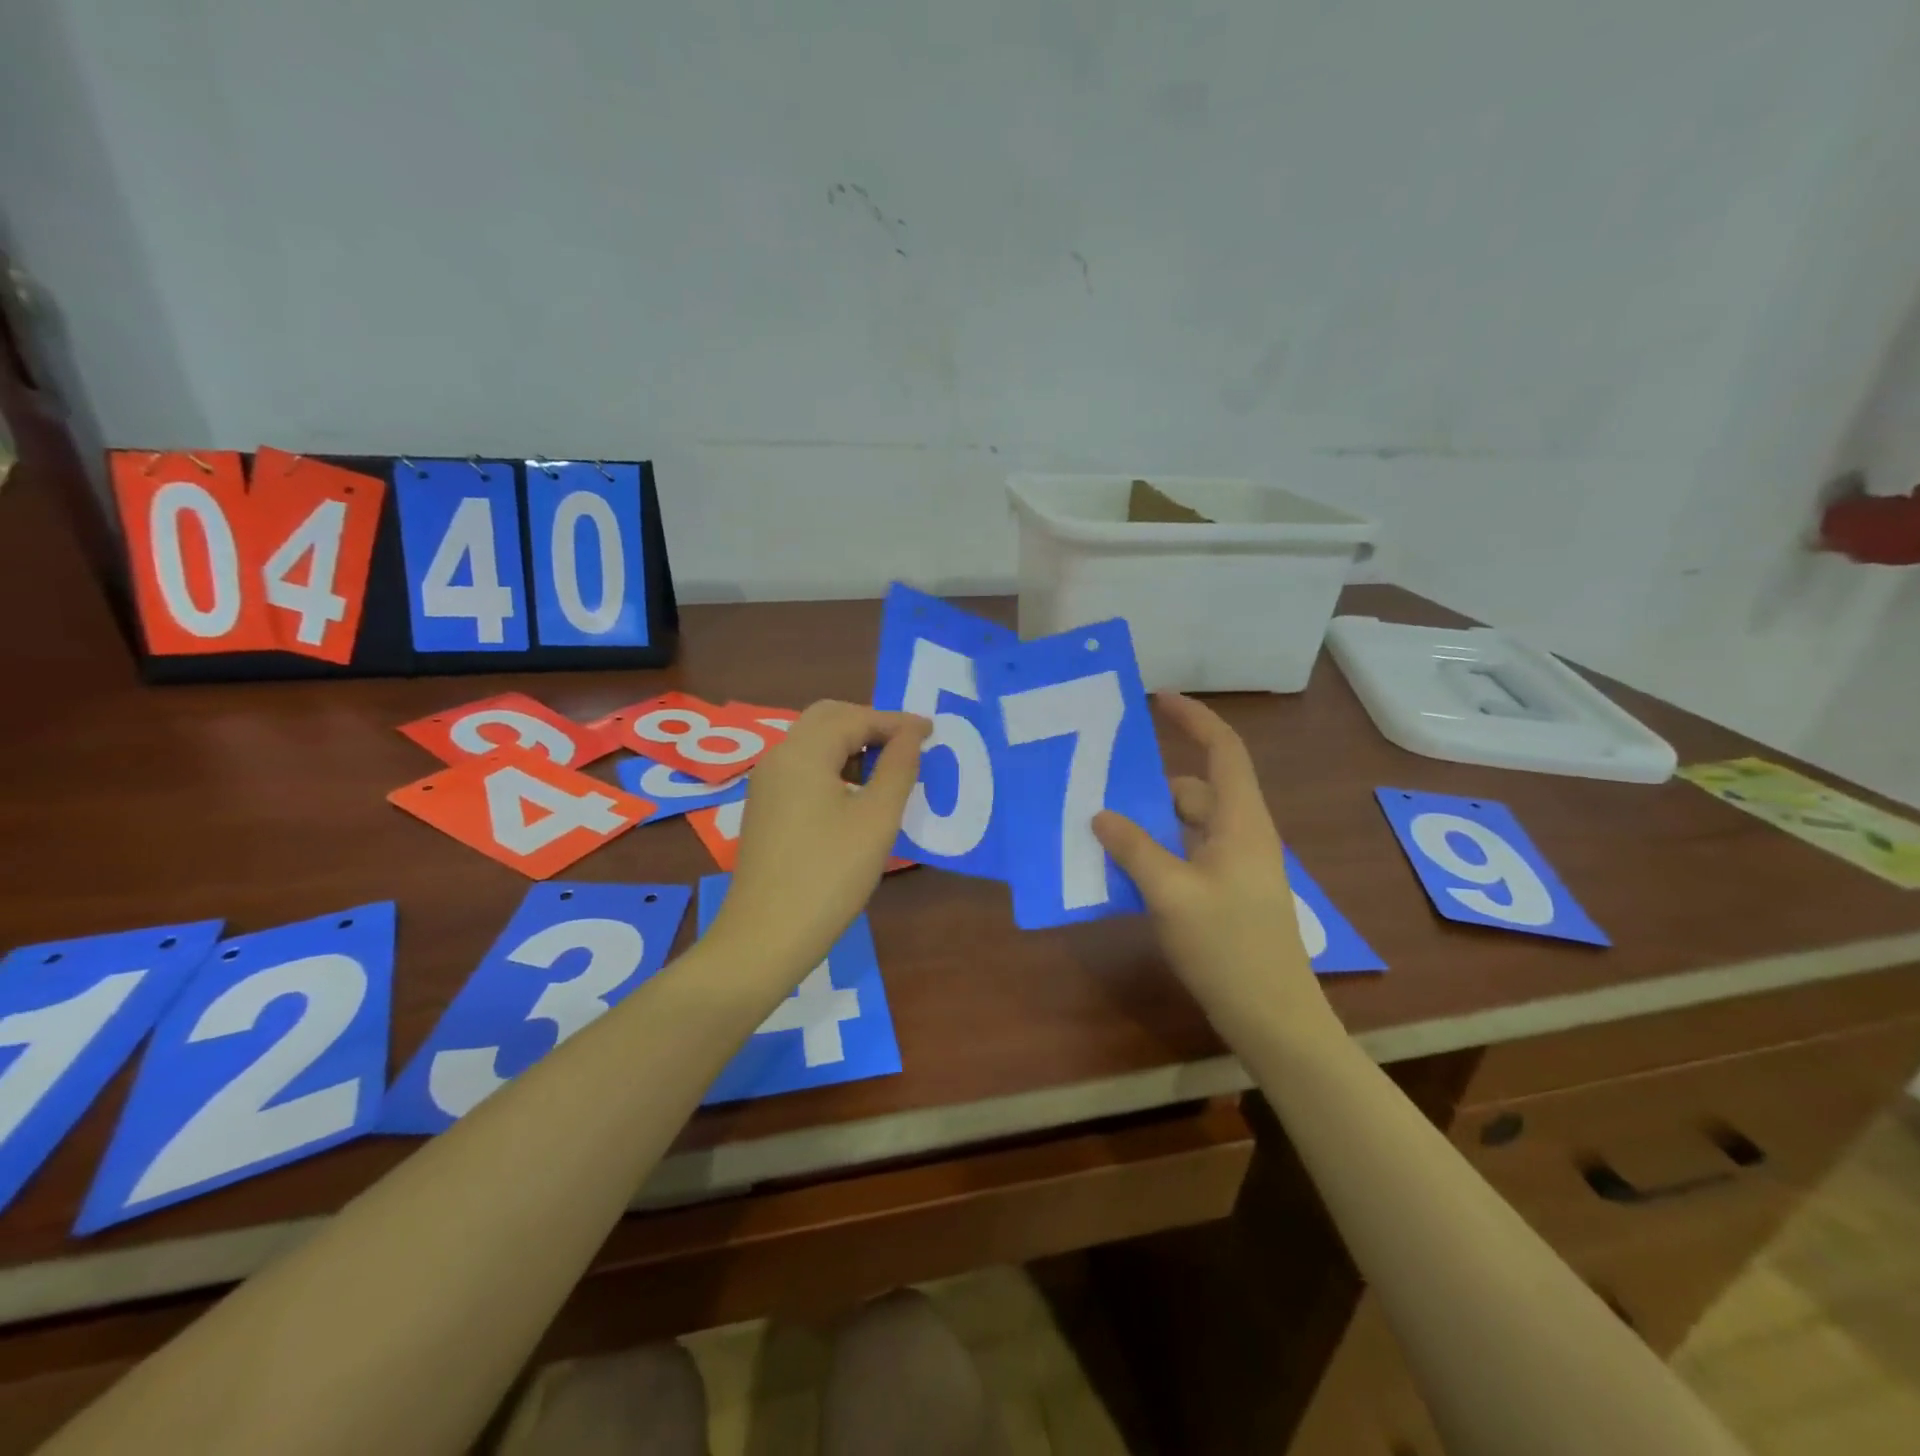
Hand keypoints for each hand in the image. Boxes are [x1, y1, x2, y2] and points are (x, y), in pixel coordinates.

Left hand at [709, 701, 930, 978]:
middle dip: (870, 724)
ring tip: (889, 767)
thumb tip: (912, 734)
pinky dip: (834, 765)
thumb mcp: (876, 819)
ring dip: (852, 744)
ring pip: (813, 743)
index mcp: (803, 753)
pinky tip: (857, 793)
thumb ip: (898, 768)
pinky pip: (803, 768)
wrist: (766, 936)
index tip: (932, 732)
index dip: (896, 722)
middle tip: (908, 744)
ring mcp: (767, 784)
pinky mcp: (765, 808)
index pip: (854, 717)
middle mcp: (779, 758)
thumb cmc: (830, 875)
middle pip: (827, 719)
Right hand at [1094, 693, 1334, 1037]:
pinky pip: (1185, 854)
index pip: (1223, 749)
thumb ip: (1134, 849)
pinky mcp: (1226, 892)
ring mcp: (1235, 866)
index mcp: (1241, 821)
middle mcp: (1242, 834)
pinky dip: (1156, 852)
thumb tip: (1100, 814)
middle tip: (1100, 788)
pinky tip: (1122, 869)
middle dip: (1149, 786)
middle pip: (1195, 789)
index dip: (1194, 718)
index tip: (1157, 699)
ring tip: (1100, 831)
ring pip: (1186, 825)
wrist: (1272, 1017)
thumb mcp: (1171, 894)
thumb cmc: (1229, 947)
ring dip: (1148, 824)